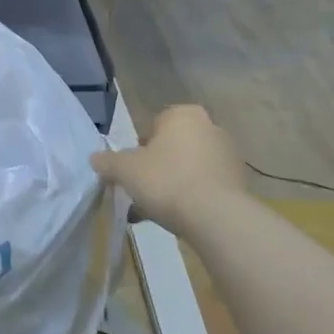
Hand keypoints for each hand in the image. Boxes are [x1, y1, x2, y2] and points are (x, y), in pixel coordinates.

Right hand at [91, 105, 245, 236]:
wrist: (216, 217)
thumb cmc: (166, 180)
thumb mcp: (125, 170)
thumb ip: (107, 161)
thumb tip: (95, 158)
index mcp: (183, 115)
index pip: (153, 126)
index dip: (138, 150)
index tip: (132, 172)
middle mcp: (210, 127)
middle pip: (172, 148)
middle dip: (155, 169)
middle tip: (142, 192)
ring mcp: (227, 155)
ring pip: (188, 168)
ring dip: (172, 185)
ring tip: (155, 212)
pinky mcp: (238, 182)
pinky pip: (205, 186)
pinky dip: (191, 198)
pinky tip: (177, 219)